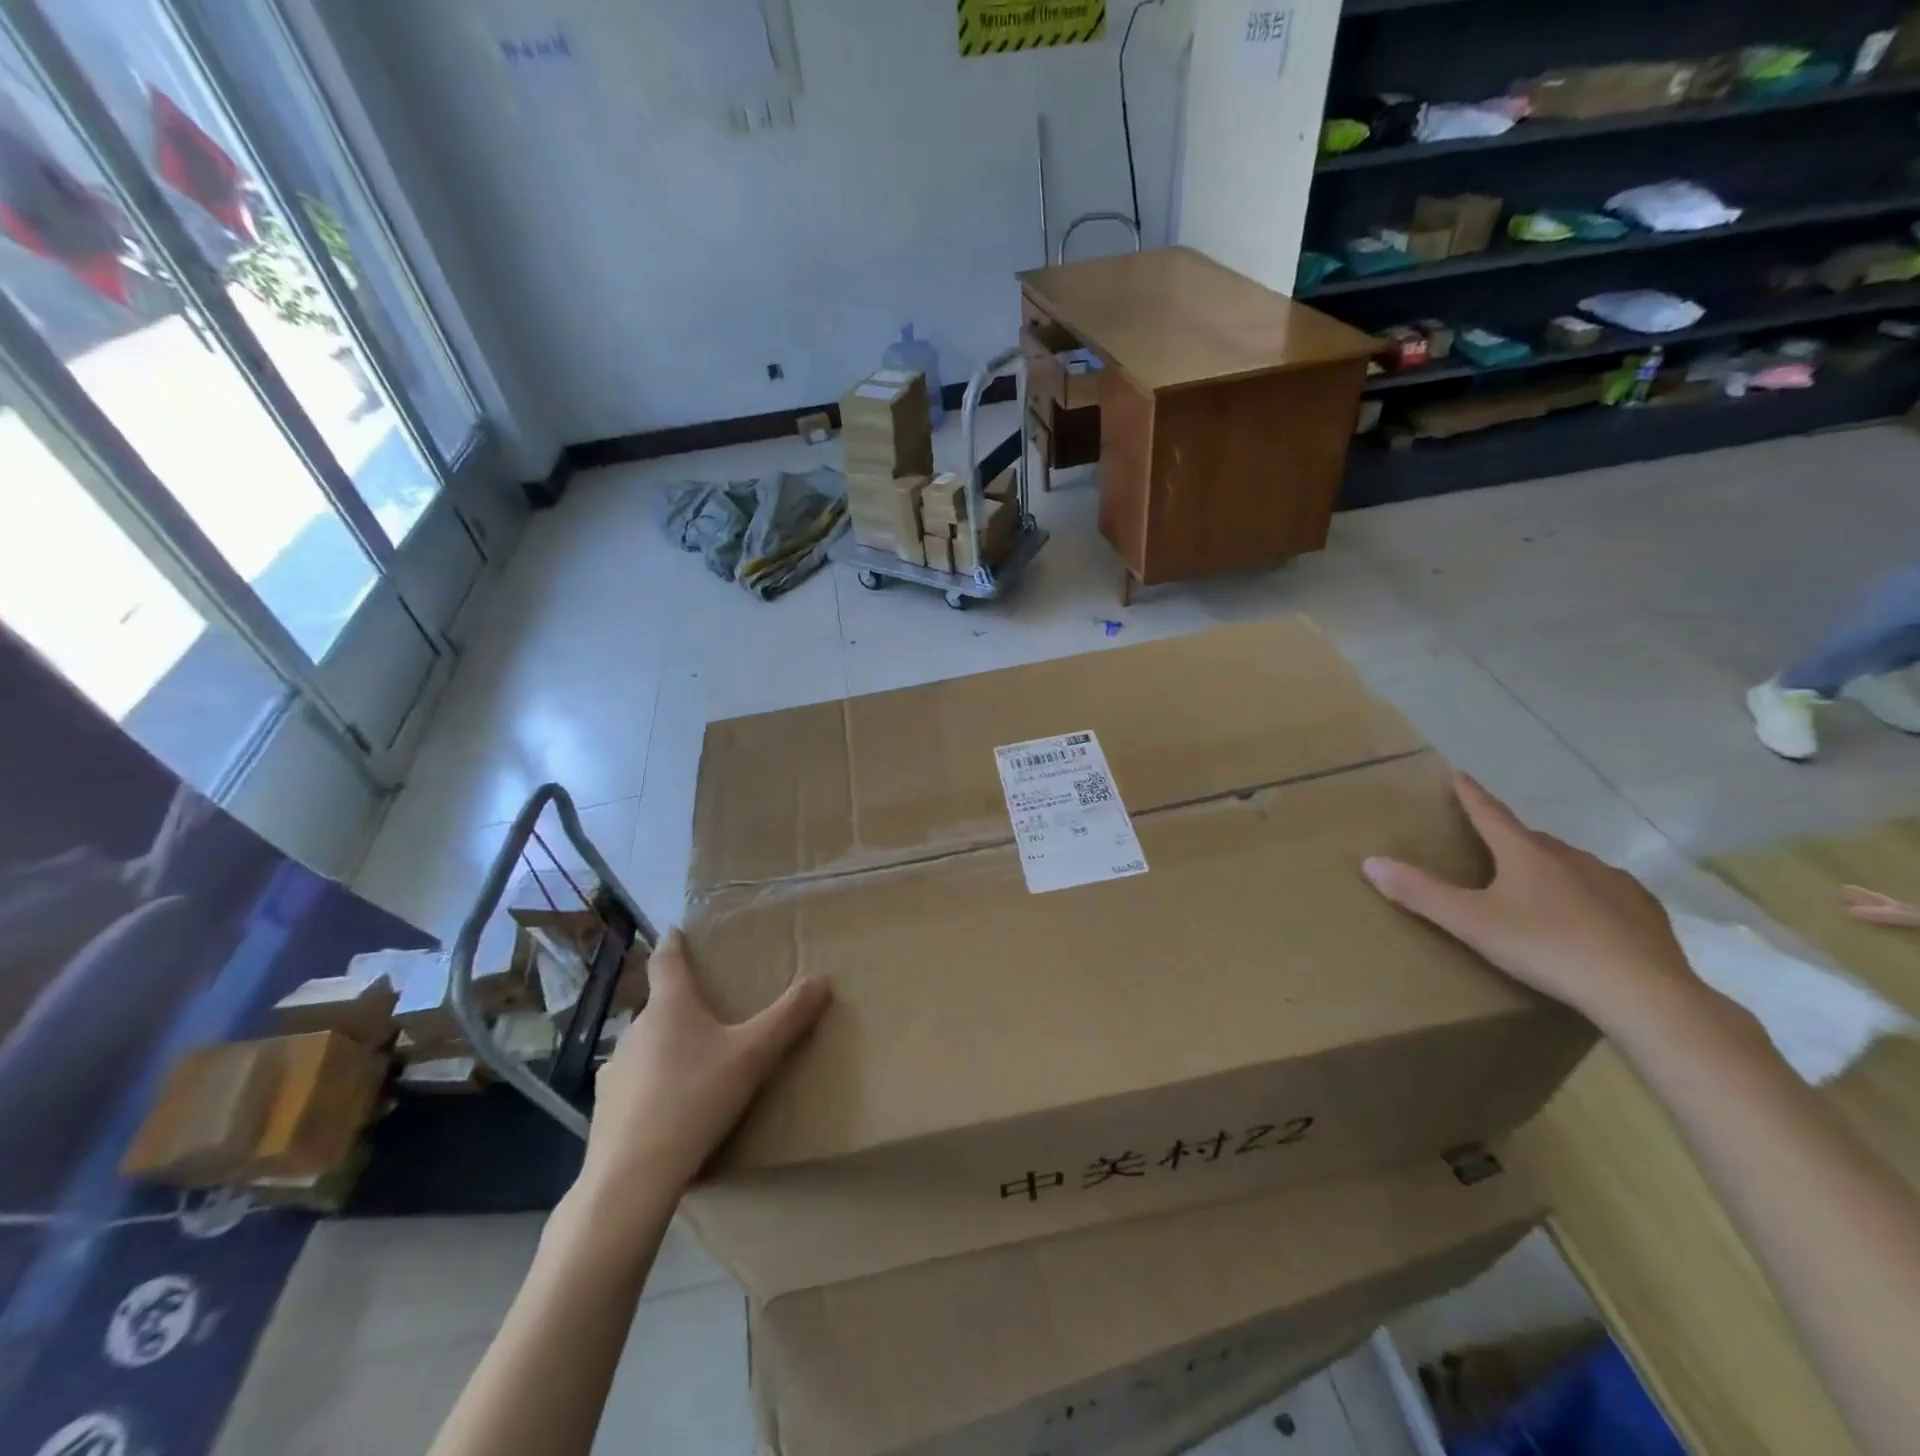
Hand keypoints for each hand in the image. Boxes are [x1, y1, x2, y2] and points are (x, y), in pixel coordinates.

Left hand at [577, 928, 830, 1208]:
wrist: (632, 1179)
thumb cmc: (696, 1099)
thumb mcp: (754, 1055)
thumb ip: (789, 1016)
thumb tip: (823, 978)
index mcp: (670, 1006)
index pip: (667, 960)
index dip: (674, 943)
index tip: (676, 929)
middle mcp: (636, 1029)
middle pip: (659, 1005)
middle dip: (681, 1003)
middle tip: (709, 1010)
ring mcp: (614, 1070)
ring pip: (645, 1046)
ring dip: (665, 1046)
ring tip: (692, 1063)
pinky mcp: (604, 1110)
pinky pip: (633, 1085)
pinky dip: (650, 1086)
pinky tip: (668, 1108)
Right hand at [1361, 773, 1700, 1035]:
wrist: (1643, 993)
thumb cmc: (1546, 948)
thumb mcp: (1470, 922)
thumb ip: (1420, 893)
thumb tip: (1370, 861)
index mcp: (1526, 853)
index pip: (1490, 813)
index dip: (1470, 795)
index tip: (1458, 774)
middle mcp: (1570, 857)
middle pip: (1530, 839)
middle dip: (1509, 840)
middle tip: (1490, 850)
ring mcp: (1613, 882)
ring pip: (1569, 865)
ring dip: (1548, 869)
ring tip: (1534, 891)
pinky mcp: (1645, 912)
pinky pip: (1605, 892)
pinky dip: (1587, 897)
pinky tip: (1585, 920)